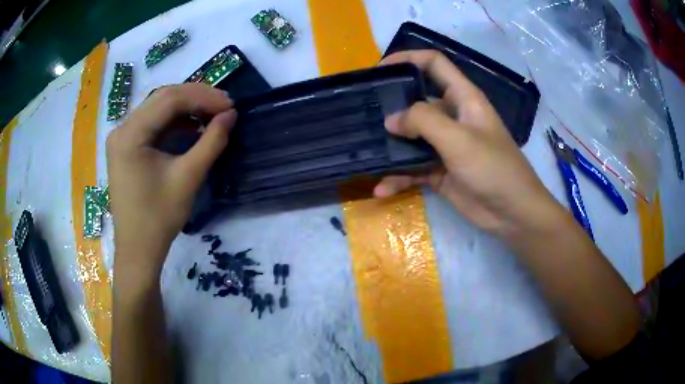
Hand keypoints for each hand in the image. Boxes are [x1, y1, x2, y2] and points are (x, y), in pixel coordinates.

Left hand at [106, 84, 235, 270]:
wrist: (138, 249)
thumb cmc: (159, 218)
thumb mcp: (188, 178)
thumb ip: (211, 142)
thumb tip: (231, 115)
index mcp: (130, 135)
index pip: (169, 100)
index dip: (203, 97)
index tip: (230, 105)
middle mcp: (122, 129)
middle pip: (162, 98)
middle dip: (196, 98)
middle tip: (224, 106)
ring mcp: (122, 137)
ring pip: (158, 108)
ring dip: (186, 108)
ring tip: (212, 114)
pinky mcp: (127, 147)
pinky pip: (153, 124)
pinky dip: (174, 122)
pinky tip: (192, 127)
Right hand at [374, 51, 558, 236]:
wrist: (512, 213)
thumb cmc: (493, 168)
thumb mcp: (459, 139)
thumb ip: (423, 121)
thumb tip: (391, 120)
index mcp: (463, 98)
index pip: (434, 64)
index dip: (407, 59)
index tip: (379, 69)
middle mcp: (453, 117)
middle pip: (417, 101)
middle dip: (391, 106)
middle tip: (363, 113)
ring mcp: (446, 145)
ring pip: (412, 138)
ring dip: (391, 146)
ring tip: (366, 152)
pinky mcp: (440, 171)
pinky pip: (413, 168)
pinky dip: (398, 177)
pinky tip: (382, 188)